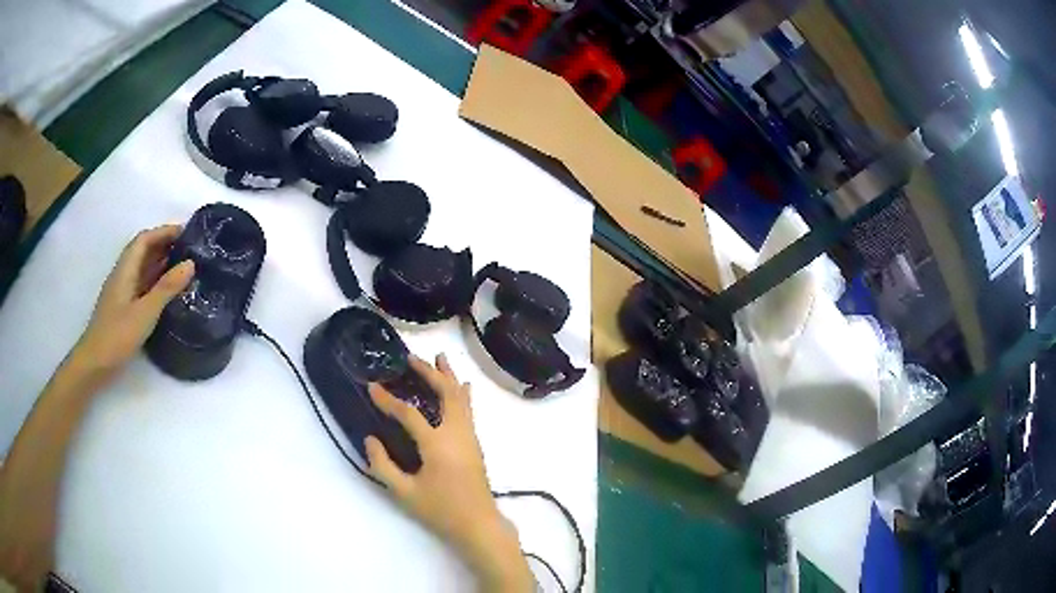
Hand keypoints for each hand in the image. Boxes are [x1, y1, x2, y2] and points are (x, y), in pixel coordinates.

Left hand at [71, 225, 193, 383]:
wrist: (95, 363)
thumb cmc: (117, 335)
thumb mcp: (145, 313)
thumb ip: (166, 288)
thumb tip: (190, 264)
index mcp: (125, 269)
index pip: (144, 239)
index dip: (164, 231)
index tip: (187, 232)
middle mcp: (123, 274)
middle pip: (143, 250)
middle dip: (165, 244)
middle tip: (190, 249)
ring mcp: (122, 291)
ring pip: (143, 268)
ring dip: (161, 262)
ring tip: (184, 266)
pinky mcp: (124, 307)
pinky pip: (142, 284)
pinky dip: (156, 281)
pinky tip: (168, 291)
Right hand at [366, 355, 533, 591]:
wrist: (479, 524)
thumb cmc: (441, 510)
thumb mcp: (405, 493)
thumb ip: (383, 466)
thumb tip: (369, 440)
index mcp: (437, 444)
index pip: (409, 413)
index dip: (389, 400)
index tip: (372, 387)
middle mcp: (456, 434)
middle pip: (446, 393)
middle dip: (429, 373)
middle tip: (411, 359)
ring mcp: (469, 437)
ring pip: (462, 398)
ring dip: (449, 377)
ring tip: (440, 357)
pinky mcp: (475, 444)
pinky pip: (468, 410)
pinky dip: (462, 394)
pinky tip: (462, 387)